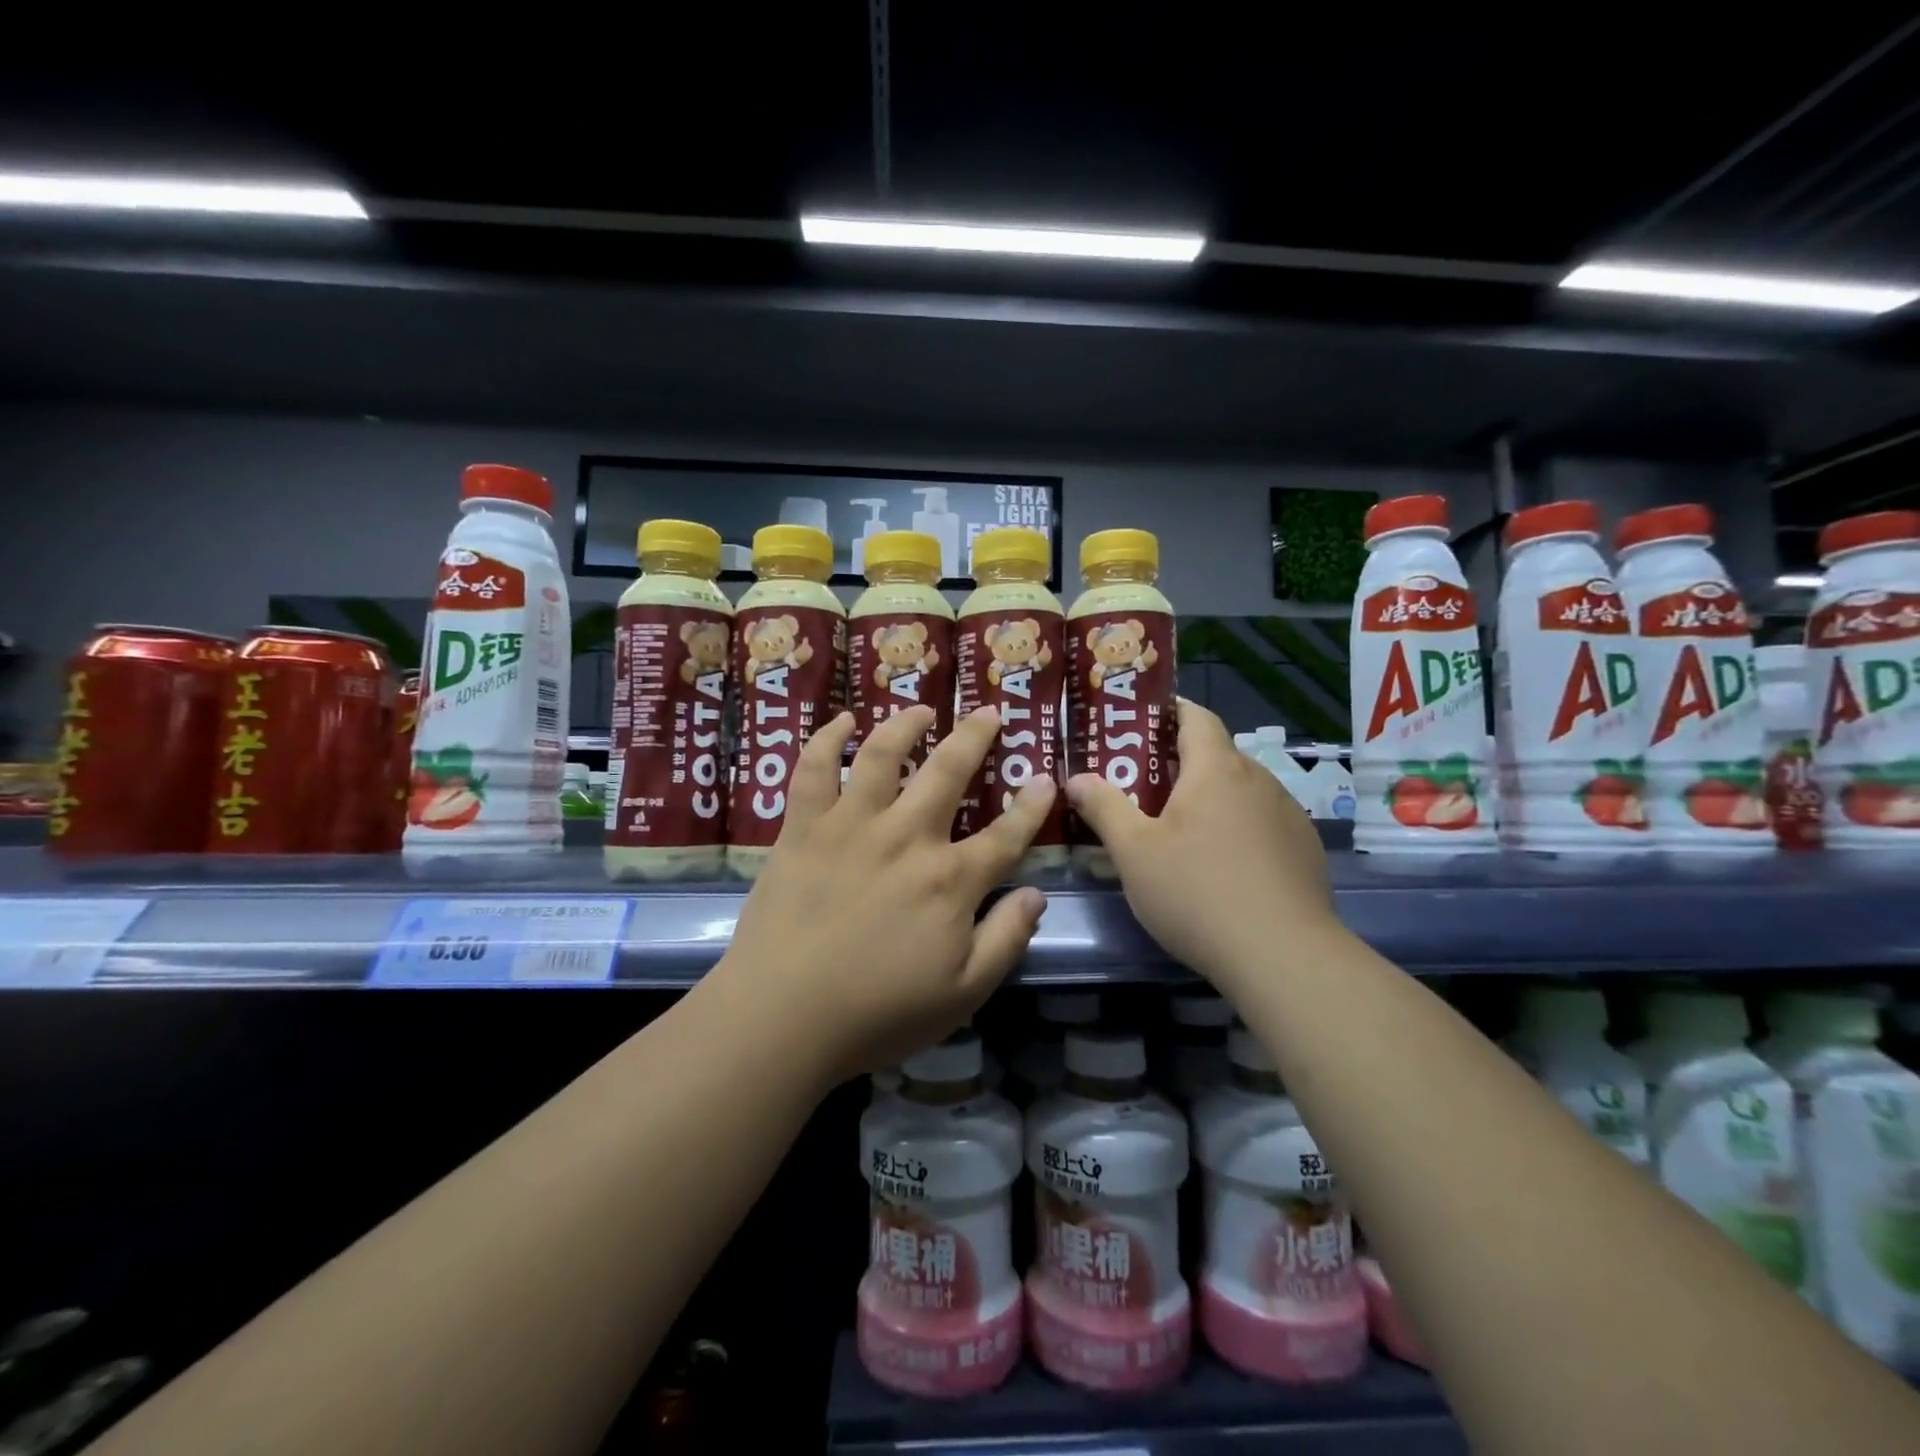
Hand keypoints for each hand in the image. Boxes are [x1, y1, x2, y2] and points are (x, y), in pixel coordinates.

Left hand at [716, 704, 1054, 1084]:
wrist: (782, 1017)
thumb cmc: (878, 1012)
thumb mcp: (963, 993)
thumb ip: (1006, 939)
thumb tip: (1037, 895)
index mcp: (950, 880)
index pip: (1006, 835)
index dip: (1031, 806)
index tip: (1046, 779)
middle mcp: (906, 837)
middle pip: (949, 772)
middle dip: (975, 737)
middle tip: (989, 712)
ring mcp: (851, 825)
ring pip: (882, 754)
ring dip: (905, 724)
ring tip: (921, 707)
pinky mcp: (804, 828)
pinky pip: (813, 769)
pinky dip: (826, 739)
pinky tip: (842, 722)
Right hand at [1066, 700, 1338, 987]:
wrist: (1282, 955)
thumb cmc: (1196, 892)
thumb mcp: (1133, 852)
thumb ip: (1103, 808)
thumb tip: (1076, 778)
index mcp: (1216, 769)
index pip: (1196, 716)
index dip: (1170, 711)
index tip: (1142, 722)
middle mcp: (1258, 780)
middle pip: (1217, 755)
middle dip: (1182, 763)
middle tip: (1145, 786)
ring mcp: (1288, 815)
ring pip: (1242, 791)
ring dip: (1212, 798)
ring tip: (1182, 829)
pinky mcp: (1305, 850)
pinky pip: (1264, 823)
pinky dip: (1240, 829)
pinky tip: (1224, 866)